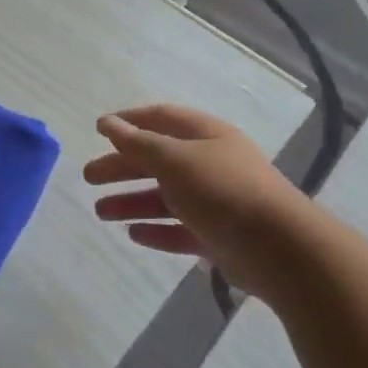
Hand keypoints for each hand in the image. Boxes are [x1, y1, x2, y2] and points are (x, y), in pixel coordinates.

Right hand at [86, 105, 315, 301]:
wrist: (279, 248)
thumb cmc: (222, 190)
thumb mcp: (173, 159)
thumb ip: (137, 143)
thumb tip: (108, 124)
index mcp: (206, 136)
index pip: (162, 119)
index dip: (129, 122)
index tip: (97, 130)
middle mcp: (211, 164)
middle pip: (158, 160)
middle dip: (121, 167)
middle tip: (88, 177)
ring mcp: (216, 202)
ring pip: (165, 197)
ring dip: (131, 201)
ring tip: (100, 212)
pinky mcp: (218, 236)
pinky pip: (179, 229)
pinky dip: (155, 230)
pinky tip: (132, 234)